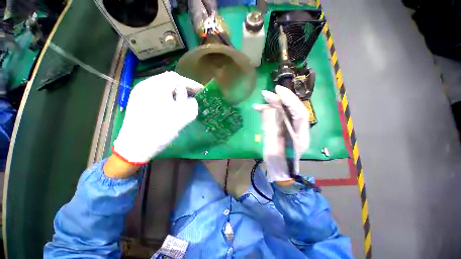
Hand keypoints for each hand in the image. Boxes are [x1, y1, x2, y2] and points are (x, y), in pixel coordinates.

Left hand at [112, 71, 202, 165]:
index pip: (177, 78)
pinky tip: (172, 107)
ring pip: (163, 88)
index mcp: (156, 86)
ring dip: (176, 94)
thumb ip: (192, 104)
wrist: (135, 147)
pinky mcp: (138, 102)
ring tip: (184, 103)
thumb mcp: (182, 117)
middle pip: (169, 81)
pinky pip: (157, 94)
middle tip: (194, 97)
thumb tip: (192, 100)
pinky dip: (168, 98)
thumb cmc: (160, 130)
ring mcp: (140, 93)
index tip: (201, 91)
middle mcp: (145, 85)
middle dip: (184, 89)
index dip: (191, 84)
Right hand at [254, 85, 309, 182]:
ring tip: (263, 99)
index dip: (290, 100)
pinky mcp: (284, 130)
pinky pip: (279, 117)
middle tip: (267, 93)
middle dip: (281, 99)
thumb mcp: (272, 149)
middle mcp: (299, 130)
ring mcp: (292, 129)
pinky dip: (270, 111)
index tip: (278, 91)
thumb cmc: (278, 165)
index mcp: (301, 137)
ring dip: (275, 104)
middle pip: (293, 110)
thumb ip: (270, 130)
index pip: (299, 113)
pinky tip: (261, 109)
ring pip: (286, 112)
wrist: (281, 173)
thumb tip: (266, 110)